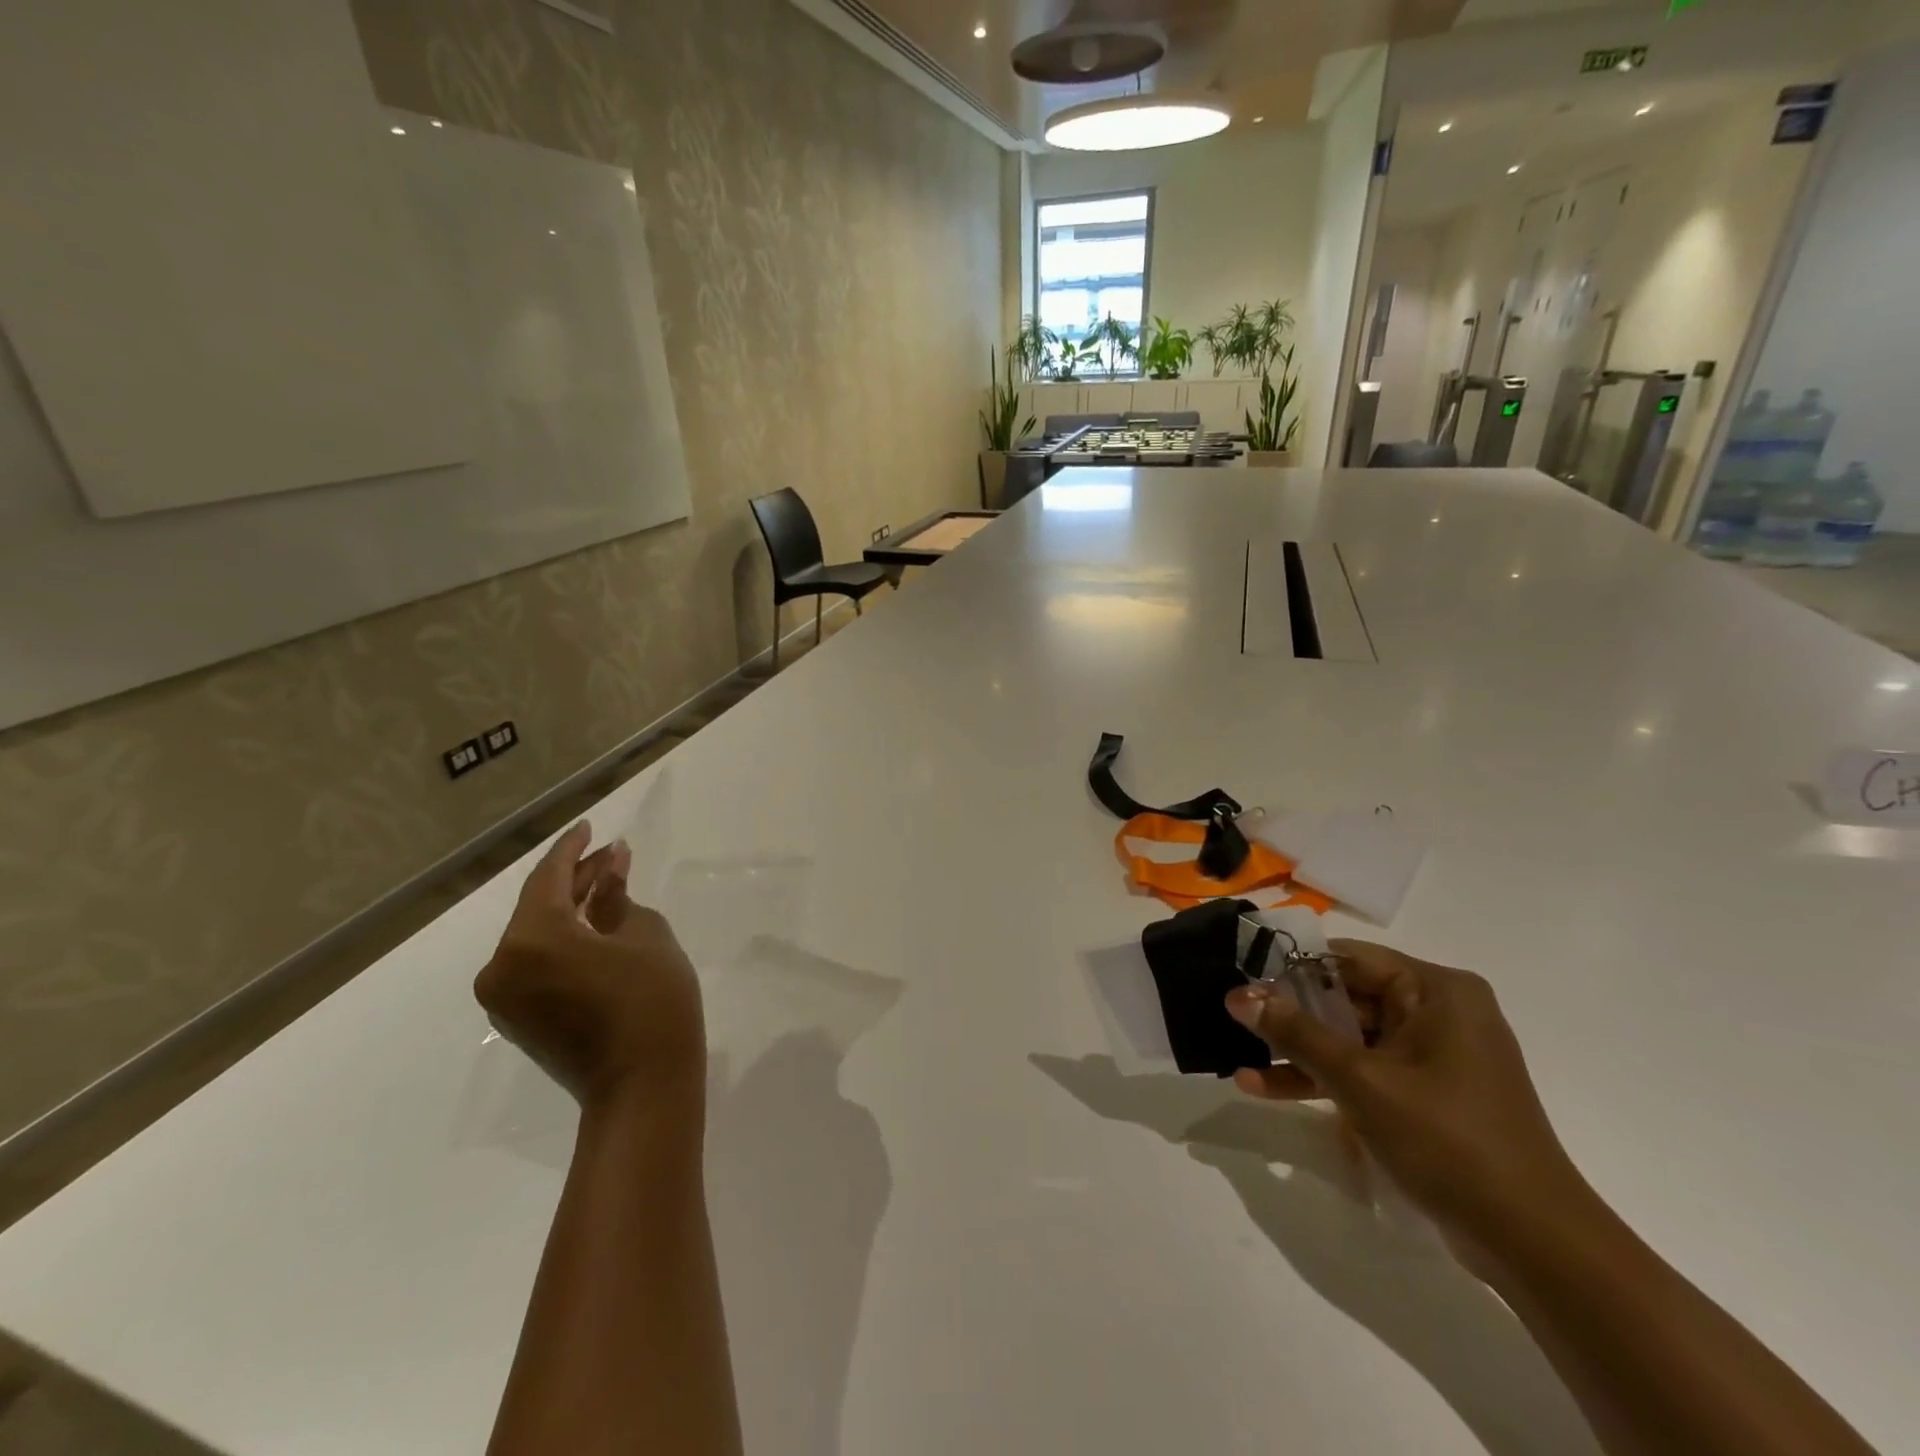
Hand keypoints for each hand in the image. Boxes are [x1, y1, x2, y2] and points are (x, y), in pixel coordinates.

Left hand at [475, 821, 704, 1110]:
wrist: (643, 1086)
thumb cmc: (652, 1000)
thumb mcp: (645, 935)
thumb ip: (618, 897)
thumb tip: (609, 871)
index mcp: (531, 940)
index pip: (548, 878)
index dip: (573, 849)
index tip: (591, 826)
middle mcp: (503, 966)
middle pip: (539, 907)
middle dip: (577, 879)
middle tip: (614, 856)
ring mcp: (505, 997)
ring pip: (537, 936)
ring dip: (571, 909)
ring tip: (609, 885)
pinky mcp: (518, 1018)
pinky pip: (537, 962)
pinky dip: (564, 940)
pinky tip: (596, 925)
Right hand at [1225, 939, 1592, 1252]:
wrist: (1533, 1245)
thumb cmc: (1449, 1141)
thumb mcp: (1361, 1081)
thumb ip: (1296, 1033)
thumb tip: (1238, 994)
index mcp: (1436, 991)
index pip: (1348, 958)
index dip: (1290, 966)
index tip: (1241, 976)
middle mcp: (1438, 1012)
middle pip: (1346, 998)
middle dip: (1288, 1014)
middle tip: (1233, 1017)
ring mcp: (1434, 1056)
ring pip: (1350, 1038)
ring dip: (1298, 1051)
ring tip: (1239, 1057)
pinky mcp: (1428, 1094)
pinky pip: (1364, 1070)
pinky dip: (1323, 1079)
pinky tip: (1266, 1088)